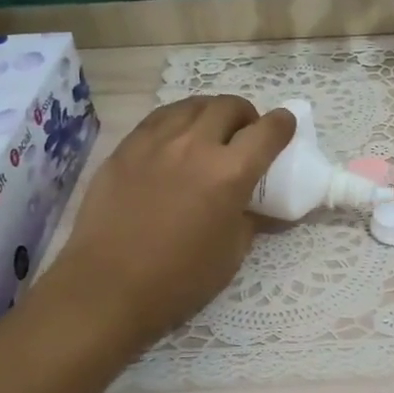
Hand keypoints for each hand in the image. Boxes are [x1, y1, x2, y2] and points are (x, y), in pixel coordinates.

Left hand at [47, 96, 293, 350]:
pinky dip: (178, 120)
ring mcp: (155, 142)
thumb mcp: (232, 253)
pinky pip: (159, 119)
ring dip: (211, 112)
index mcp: (230, 173)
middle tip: (245, 134)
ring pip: (192, 105)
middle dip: (246, 115)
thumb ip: (250, 218)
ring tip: (211, 131)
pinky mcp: (125, 148)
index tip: (285, 126)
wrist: (107, 287)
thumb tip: (257, 205)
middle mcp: (195, 146)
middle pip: (229, 107)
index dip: (283, 123)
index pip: (268, 131)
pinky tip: (176, 139)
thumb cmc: (179, 279)